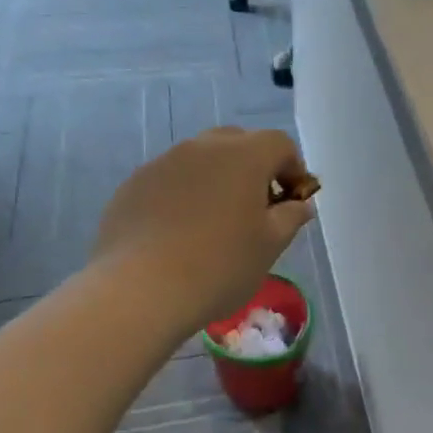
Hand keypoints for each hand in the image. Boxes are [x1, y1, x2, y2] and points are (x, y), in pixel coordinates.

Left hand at [93, 127, 315, 336]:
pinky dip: (184, 195)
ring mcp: (163, 162)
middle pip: (238, 143)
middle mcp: (202, 148)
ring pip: (201, 160)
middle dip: (254, 168)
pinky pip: (170, 180)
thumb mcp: (270, 246)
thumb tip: (299, 204)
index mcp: (244, 156)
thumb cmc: (220, 266)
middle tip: (257, 209)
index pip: (279, 143)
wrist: (140, 289)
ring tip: (215, 224)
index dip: (292, 168)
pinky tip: (180, 233)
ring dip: (216, 181)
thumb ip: (290, 217)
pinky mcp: (133, 184)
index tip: (292, 201)